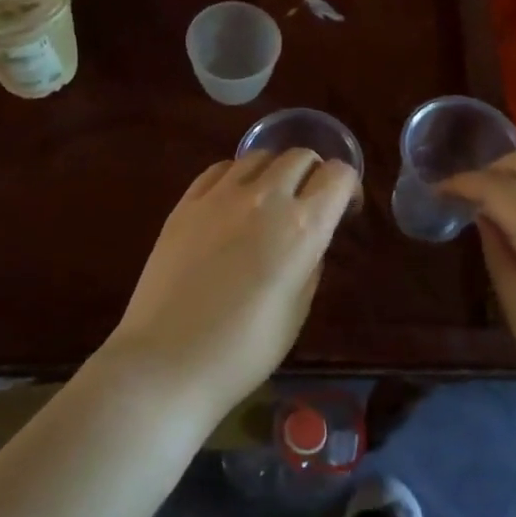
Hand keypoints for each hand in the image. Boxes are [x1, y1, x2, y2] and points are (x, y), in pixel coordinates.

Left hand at [106, 151, 358, 420]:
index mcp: (302, 227)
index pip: (338, 175)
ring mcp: (220, 195)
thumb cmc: (244, 350)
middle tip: (308, 203)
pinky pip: (220, 169)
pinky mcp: (186, 202)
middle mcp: (265, 198)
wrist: (168, 361)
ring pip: (259, 156)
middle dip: (313, 174)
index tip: (342, 210)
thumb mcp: (298, 309)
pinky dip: (237, 176)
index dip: (347, 188)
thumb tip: (310, 237)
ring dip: (274, 171)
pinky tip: (233, 202)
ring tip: (269, 201)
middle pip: (300, 156)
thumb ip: (311, 261)